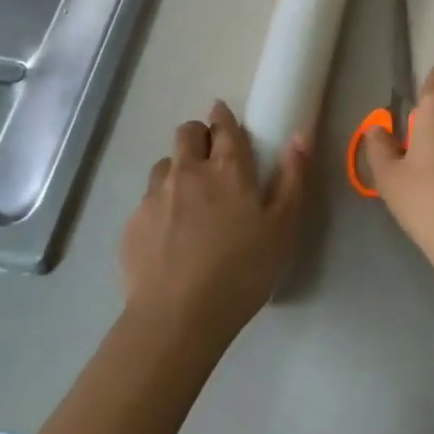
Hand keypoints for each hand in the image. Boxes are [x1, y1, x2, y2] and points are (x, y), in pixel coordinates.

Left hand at [121, 101, 312, 346]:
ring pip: (164, 164)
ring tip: (188, 198)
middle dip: (198, 135)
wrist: (178, 318)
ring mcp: (156, 195)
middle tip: (210, 158)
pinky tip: (168, 234)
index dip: (224, 116)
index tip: (224, 116)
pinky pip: (147, 199)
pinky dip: (159, 205)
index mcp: (228, 168)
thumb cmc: (241, 271)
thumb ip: (292, 178)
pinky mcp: (133, 222)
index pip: (224, 125)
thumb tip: (299, 136)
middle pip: (187, 133)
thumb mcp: (283, 228)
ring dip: (177, 170)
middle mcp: (188, 171)